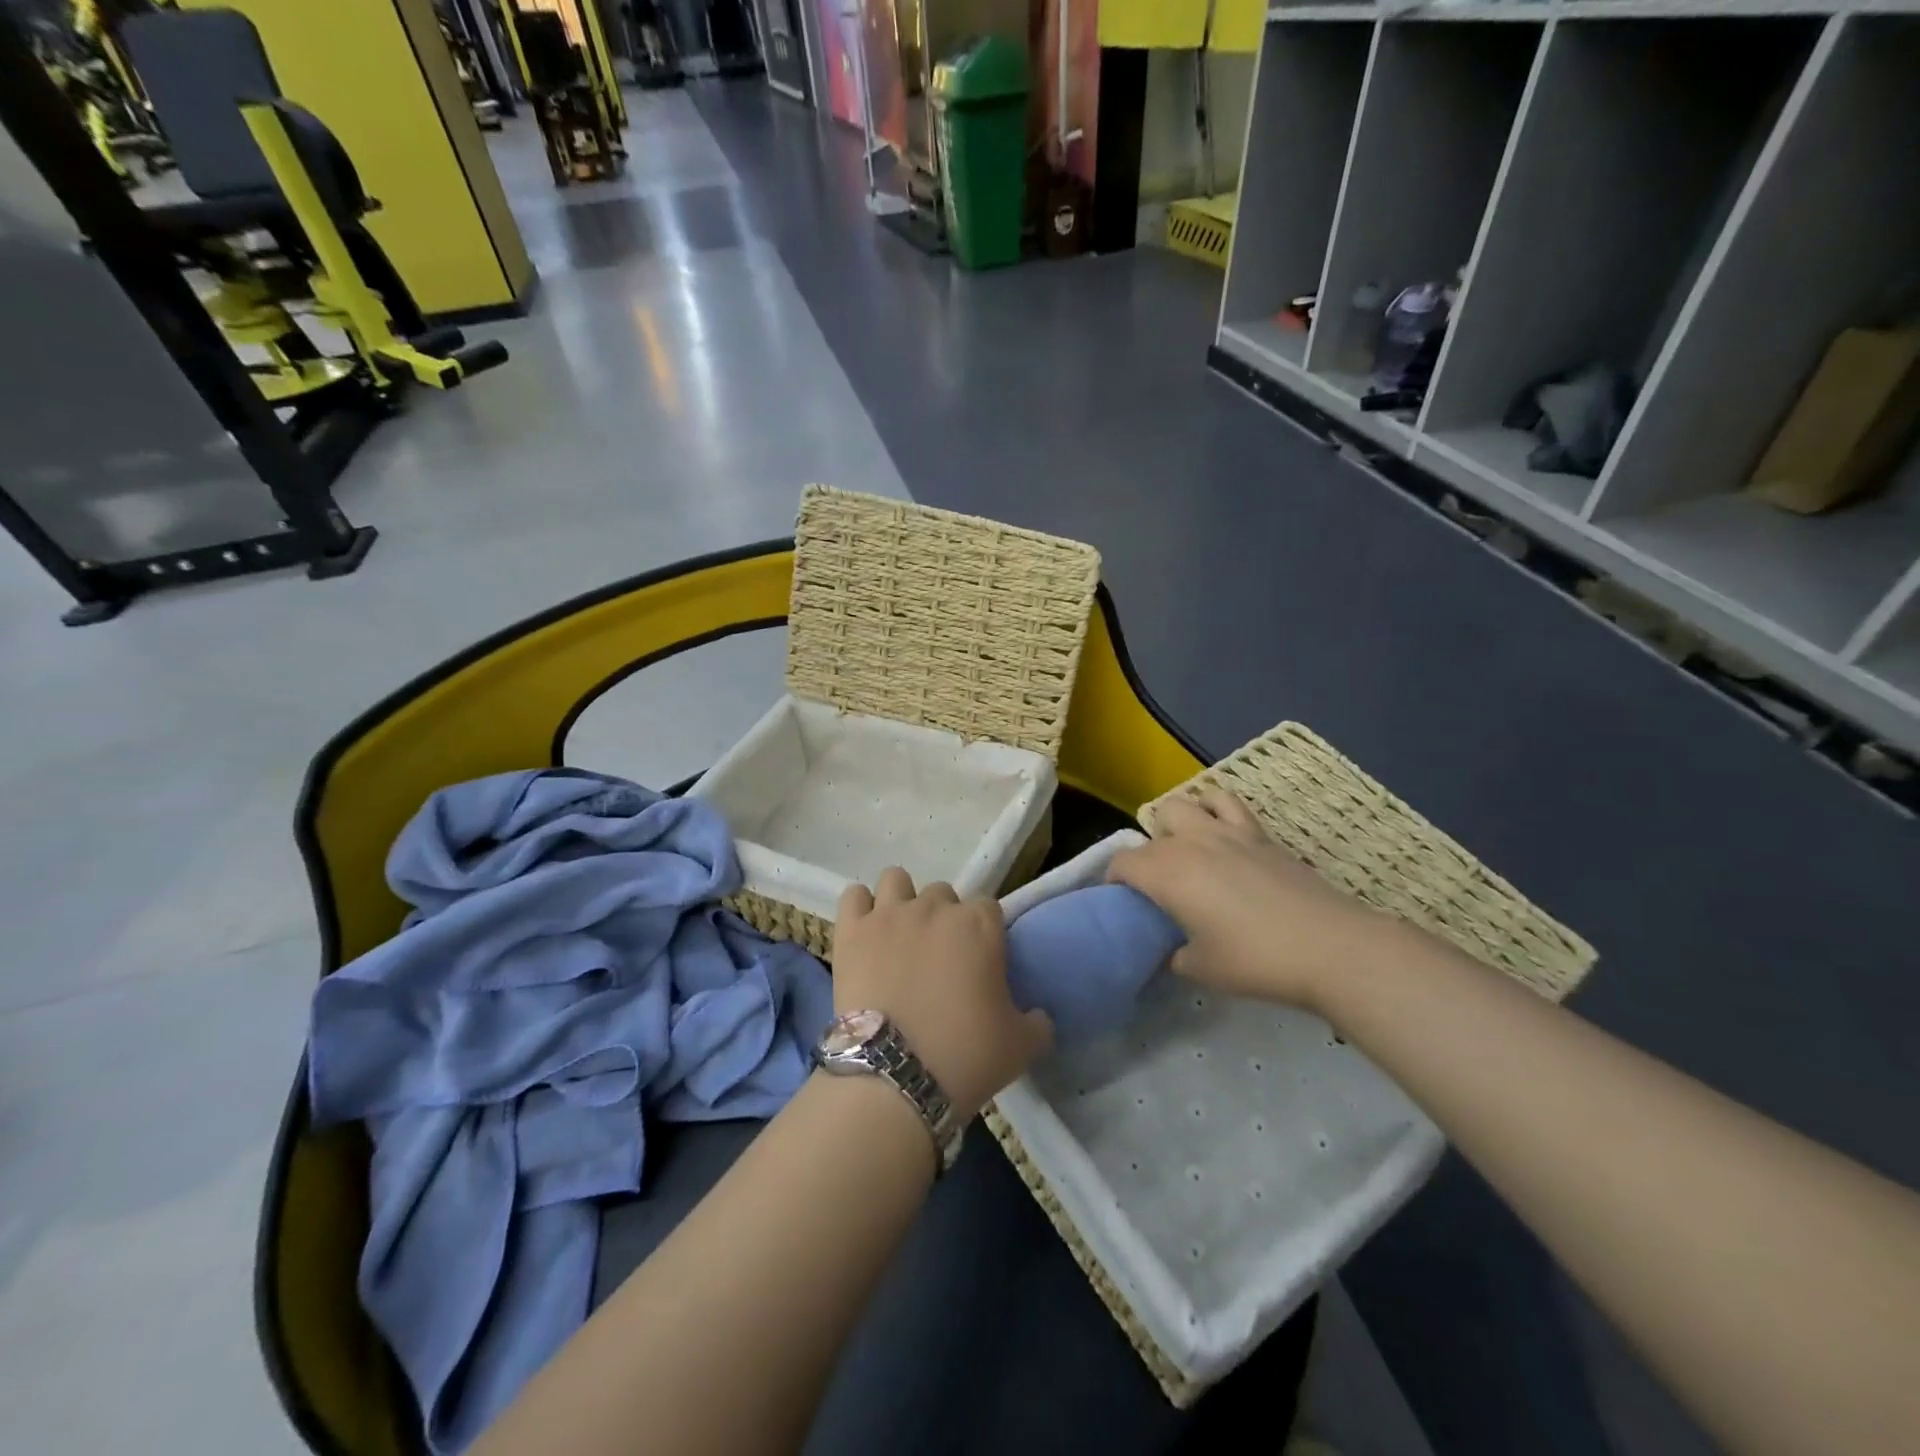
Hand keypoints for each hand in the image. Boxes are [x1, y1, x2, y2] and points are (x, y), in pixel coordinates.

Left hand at [833, 868, 1051, 1119]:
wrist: (894, 1077)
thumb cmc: (965, 1057)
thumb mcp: (1021, 1046)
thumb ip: (1037, 1022)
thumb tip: (1038, 1016)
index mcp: (980, 925)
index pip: (988, 908)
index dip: (984, 933)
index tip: (979, 962)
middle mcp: (935, 907)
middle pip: (942, 894)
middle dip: (943, 918)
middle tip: (938, 959)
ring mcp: (889, 914)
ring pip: (896, 880)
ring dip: (901, 901)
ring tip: (899, 936)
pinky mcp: (851, 931)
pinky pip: (853, 896)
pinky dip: (860, 909)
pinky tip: (866, 933)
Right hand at [1109, 788, 1408, 1012]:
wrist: (1330, 947)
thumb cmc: (1256, 960)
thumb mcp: (1201, 969)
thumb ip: (1174, 955)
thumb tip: (1171, 951)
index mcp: (1167, 872)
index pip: (1122, 863)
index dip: (1113, 881)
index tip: (1122, 903)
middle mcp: (1190, 841)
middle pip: (1152, 827)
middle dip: (1147, 851)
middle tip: (1160, 884)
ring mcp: (1227, 831)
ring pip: (1186, 803)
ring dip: (1178, 823)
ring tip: (1188, 852)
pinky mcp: (1259, 833)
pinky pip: (1226, 803)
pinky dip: (1214, 809)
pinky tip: (1221, 834)